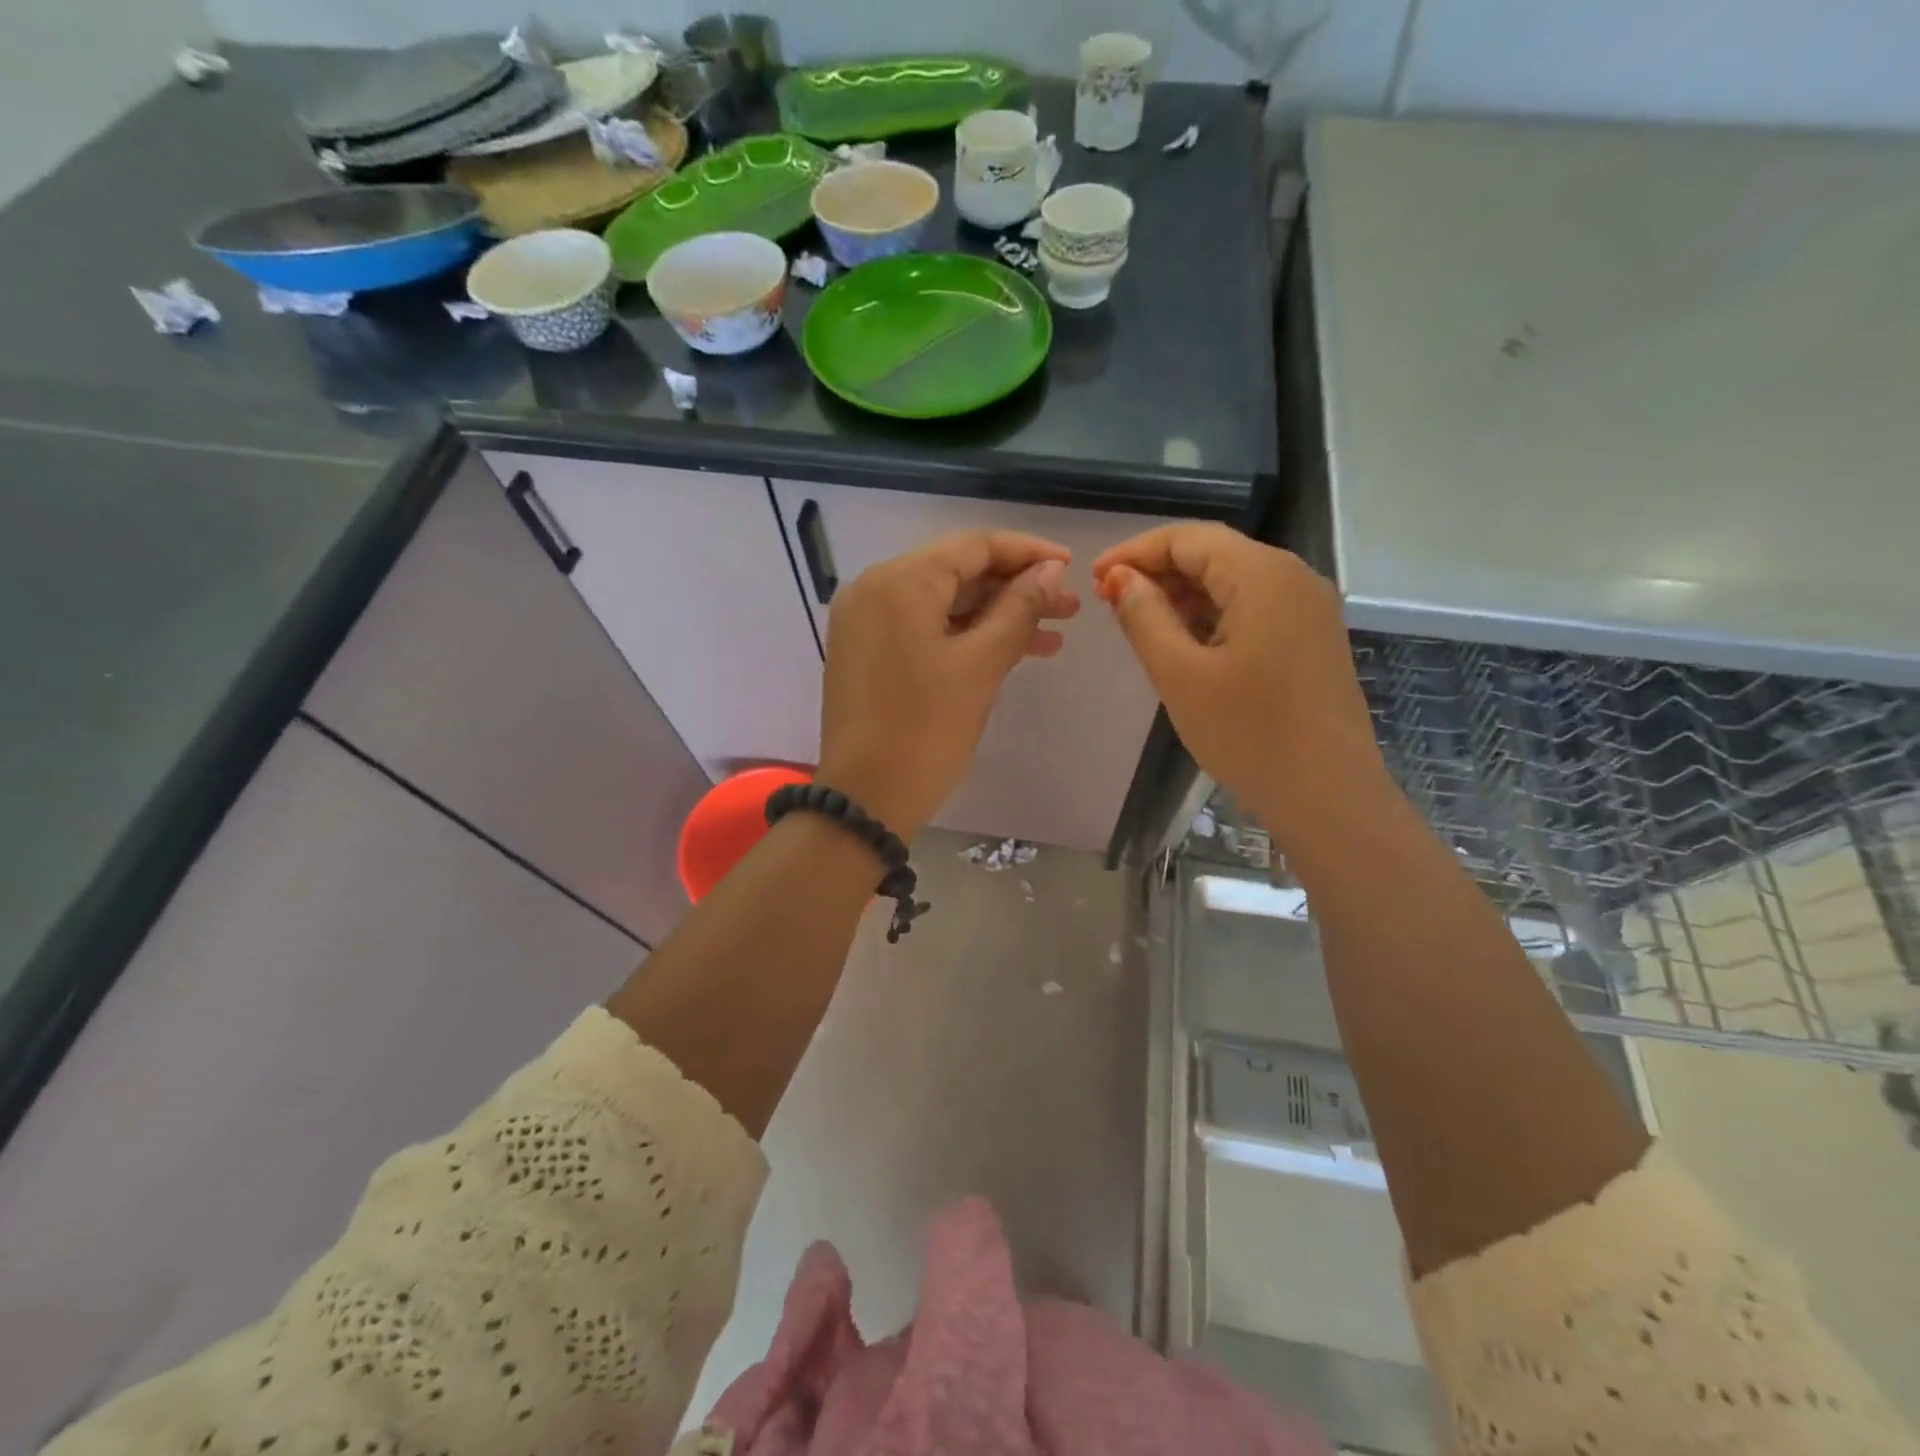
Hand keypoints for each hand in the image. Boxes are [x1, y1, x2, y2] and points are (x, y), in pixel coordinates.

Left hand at [817, 531, 1079, 838]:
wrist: (866, 800)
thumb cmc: (925, 730)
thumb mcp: (981, 665)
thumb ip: (1019, 609)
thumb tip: (1050, 571)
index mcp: (898, 582)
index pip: (972, 547)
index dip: (1027, 554)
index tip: (1070, 567)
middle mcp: (874, 590)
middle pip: (957, 573)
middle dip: (1015, 589)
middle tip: (1068, 608)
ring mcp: (866, 622)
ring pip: (943, 604)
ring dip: (996, 616)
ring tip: (1053, 635)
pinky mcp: (867, 652)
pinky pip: (924, 629)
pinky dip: (965, 636)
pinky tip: (1011, 650)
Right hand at [1092, 524, 1388, 845]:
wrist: (1328, 796)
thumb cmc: (1248, 734)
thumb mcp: (1180, 674)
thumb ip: (1144, 617)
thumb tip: (1121, 578)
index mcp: (1263, 575)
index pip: (1188, 538)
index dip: (1135, 552)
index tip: (1094, 579)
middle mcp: (1292, 578)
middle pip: (1213, 555)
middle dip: (1157, 572)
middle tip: (1109, 603)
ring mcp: (1307, 609)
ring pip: (1232, 583)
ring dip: (1182, 596)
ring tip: (1137, 624)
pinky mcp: (1310, 639)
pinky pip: (1252, 609)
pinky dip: (1211, 617)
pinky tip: (1181, 643)